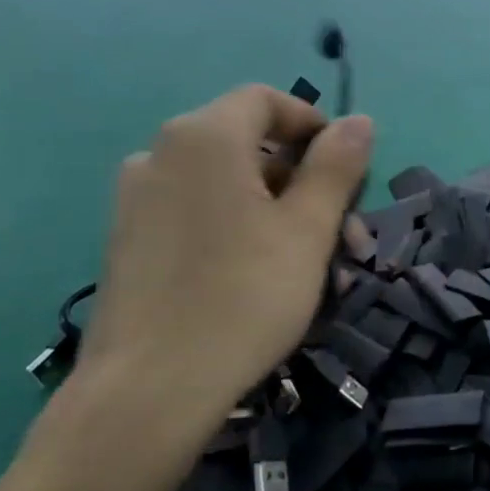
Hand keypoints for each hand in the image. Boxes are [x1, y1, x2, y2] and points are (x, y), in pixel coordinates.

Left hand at [27, 86, 371, 489]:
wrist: (149, 389)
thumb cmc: (244, 297)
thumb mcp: (308, 229)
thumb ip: (336, 167)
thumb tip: (359, 120)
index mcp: (205, 137)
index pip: (266, 101)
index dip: (314, 127)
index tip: (349, 172)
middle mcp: (162, 154)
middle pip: (251, 148)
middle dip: (309, 187)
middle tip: (349, 242)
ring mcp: (138, 199)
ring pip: (229, 189)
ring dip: (283, 217)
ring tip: (320, 273)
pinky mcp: (130, 241)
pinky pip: (200, 216)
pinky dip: (242, 233)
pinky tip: (269, 282)